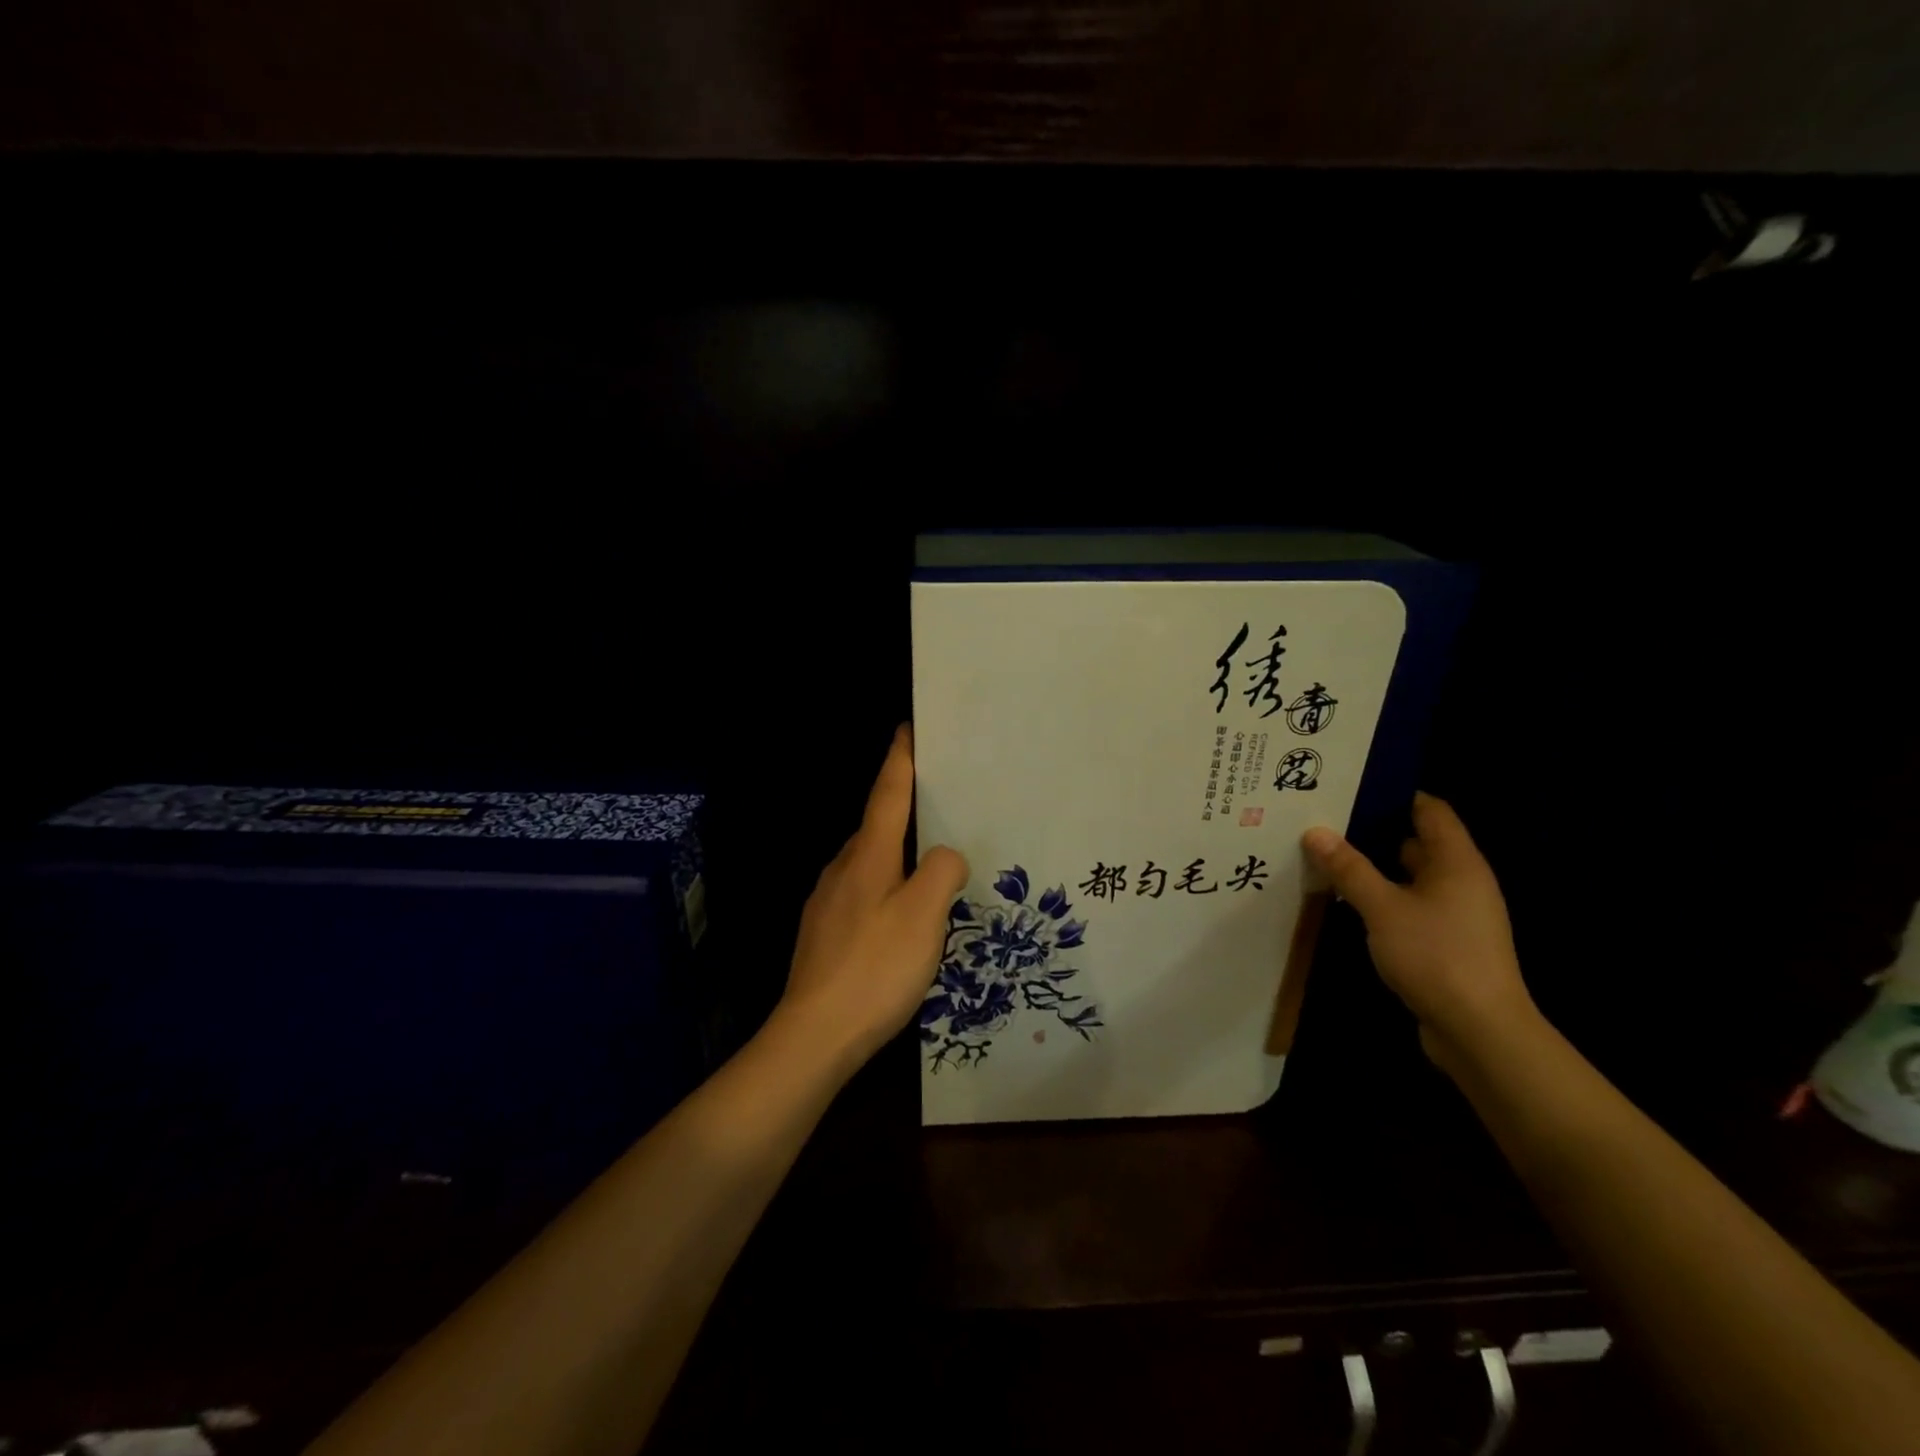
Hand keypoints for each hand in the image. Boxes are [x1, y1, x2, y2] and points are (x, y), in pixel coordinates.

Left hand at [777, 725, 969, 1072]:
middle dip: (904, 808)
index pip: (887, 793)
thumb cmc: (874, 968)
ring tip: (928, 863)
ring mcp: (827, 902)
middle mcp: (842, 869)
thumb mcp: (923, 916)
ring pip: (868, 862)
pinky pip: (861, 892)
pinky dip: (885, 886)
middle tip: (941, 803)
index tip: (908, 728)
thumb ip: (942, 873)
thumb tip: (946, 855)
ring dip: (896, 853)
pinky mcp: (824, 932)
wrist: (813, 1036)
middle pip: (877, 826)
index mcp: (867, 856)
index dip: (900, 759)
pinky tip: (900, 915)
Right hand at [1301, 792, 1534, 1068]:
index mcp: (1457, 862)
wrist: (1479, 1032)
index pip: (1430, 810)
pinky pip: (1408, 905)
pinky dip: (1381, 898)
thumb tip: (1314, 831)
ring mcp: (1455, 914)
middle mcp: (1461, 881)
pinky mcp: (1444, 942)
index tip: (1350, 786)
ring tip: (1326, 855)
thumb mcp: (1382, 908)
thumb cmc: (1435, 955)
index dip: (1394, 794)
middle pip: (1417, 841)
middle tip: (1324, 819)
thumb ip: (1349, 868)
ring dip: (1373, 867)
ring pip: (1409, 877)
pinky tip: (1346, 901)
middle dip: (1372, 830)